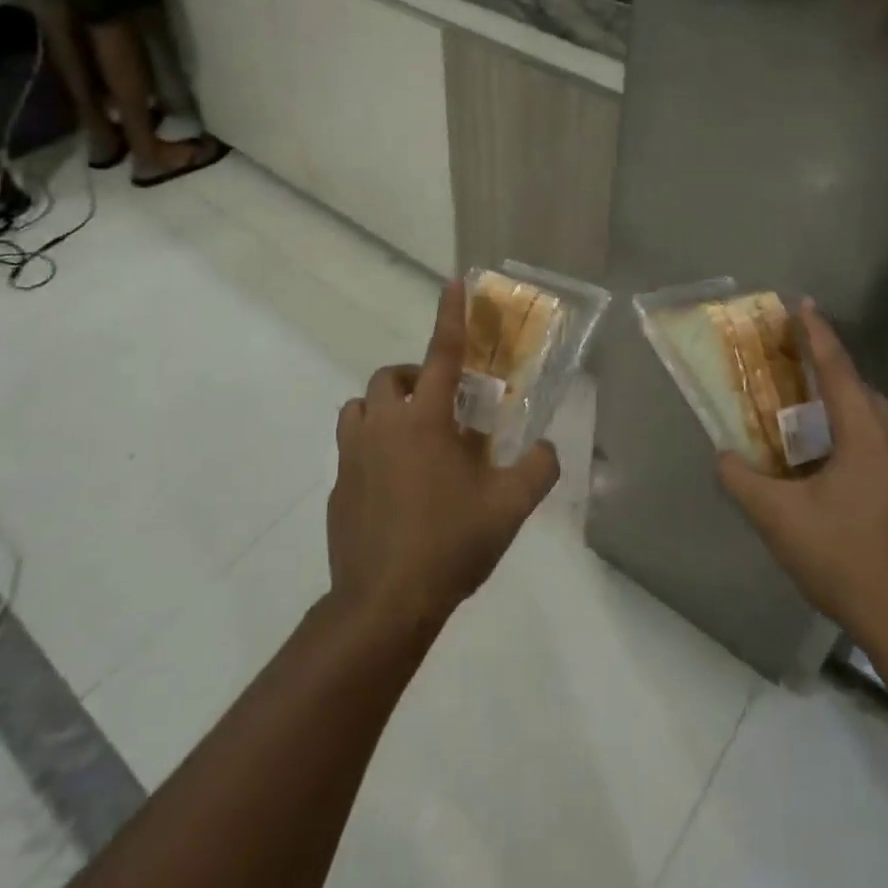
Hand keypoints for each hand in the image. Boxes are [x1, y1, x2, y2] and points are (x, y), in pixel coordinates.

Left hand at [327, 280, 559, 636]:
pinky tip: (394, 484)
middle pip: (391, 377)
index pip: (442, 354)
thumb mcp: (509, 508)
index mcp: (426, 421)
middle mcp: (384, 426)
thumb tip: (549, 448)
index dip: (451, 316)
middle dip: (415, 378)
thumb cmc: (450, 545)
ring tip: (412, 438)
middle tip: (441, 407)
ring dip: (385, 408)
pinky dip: (372, 447)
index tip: (453, 283)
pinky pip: (352, 447)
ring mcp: (353, 455)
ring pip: (361, 407)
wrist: (384, 604)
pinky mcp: (338, 486)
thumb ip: (538, 469)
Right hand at [717, 300, 887, 653]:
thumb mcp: (778, 519)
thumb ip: (741, 480)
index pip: (837, 369)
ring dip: (842, 404)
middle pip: (859, 389)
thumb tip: (722, 455)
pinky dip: (856, 432)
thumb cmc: (843, 559)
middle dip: (826, 370)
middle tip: (790, 365)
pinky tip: (834, 460)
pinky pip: (884, 441)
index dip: (817, 334)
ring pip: (875, 417)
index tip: (802, 304)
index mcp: (865, 434)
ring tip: (807, 412)